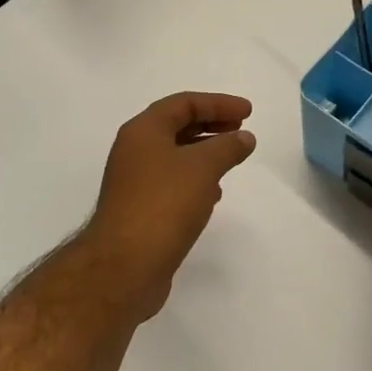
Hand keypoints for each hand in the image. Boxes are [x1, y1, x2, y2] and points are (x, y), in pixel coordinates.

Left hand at [84, 92, 256, 320]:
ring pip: (174, 156)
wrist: (123, 267)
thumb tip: (244, 137)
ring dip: (204, 153)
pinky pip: (172, 183)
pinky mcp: (140, 210)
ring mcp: (134, 182)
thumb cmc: (163, 204)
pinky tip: (213, 194)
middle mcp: (134, 151)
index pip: (183, 103)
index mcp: (143, 131)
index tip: (248, 112)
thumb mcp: (202, 168)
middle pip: (177, 126)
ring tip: (232, 159)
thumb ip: (227, 147)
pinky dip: (195, 180)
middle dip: (211, 125)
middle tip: (241, 129)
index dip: (218, 103)